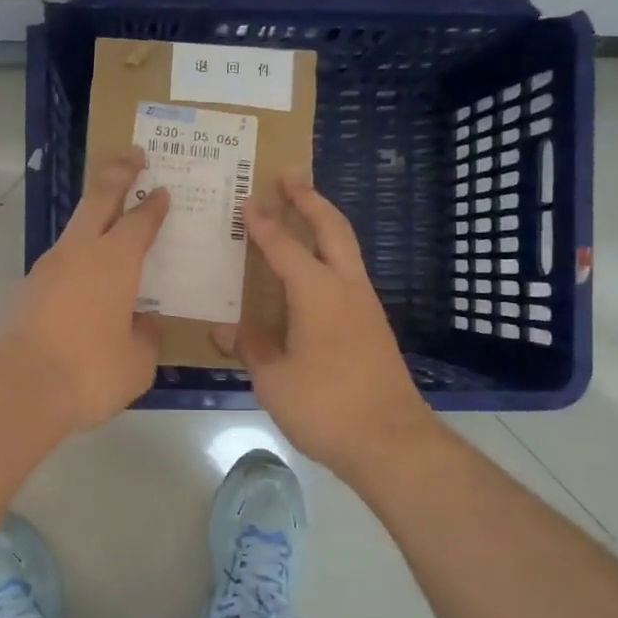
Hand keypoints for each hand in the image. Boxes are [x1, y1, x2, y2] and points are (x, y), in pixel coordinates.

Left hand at [1, 148, 168, 431]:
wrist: (20, 388)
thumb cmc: (90, 371)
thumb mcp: (138, 361)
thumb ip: (145, 336)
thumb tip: (141, 323)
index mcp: (115, 261)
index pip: (140, 221)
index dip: (153, 205)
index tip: (162, 190)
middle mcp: (79, 253)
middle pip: (99, 198)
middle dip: (118, 172)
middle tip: (133, 155)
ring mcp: (47, 268)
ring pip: (74, 229)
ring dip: (92, 217)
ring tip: (109, 223)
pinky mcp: (26, 290)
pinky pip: (59, 263)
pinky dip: (76, 260)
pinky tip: (84, 282)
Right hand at [220, 174, 436, 476]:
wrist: (390, 441)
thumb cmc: (325, 407)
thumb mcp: (274, 380)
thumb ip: (251, 348)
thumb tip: (226, 330)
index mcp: (317, 293)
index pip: (284, 247)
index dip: (264, 224)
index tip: (248, 200)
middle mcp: (346, 288)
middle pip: (332, 229)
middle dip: (310, 200)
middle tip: (289, 177)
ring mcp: (366, 306)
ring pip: (346, 249)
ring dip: (325, 225)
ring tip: (302, 214)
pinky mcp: (373, 326)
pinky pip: (348, 275)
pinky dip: (330, 257)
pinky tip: (314, 275)